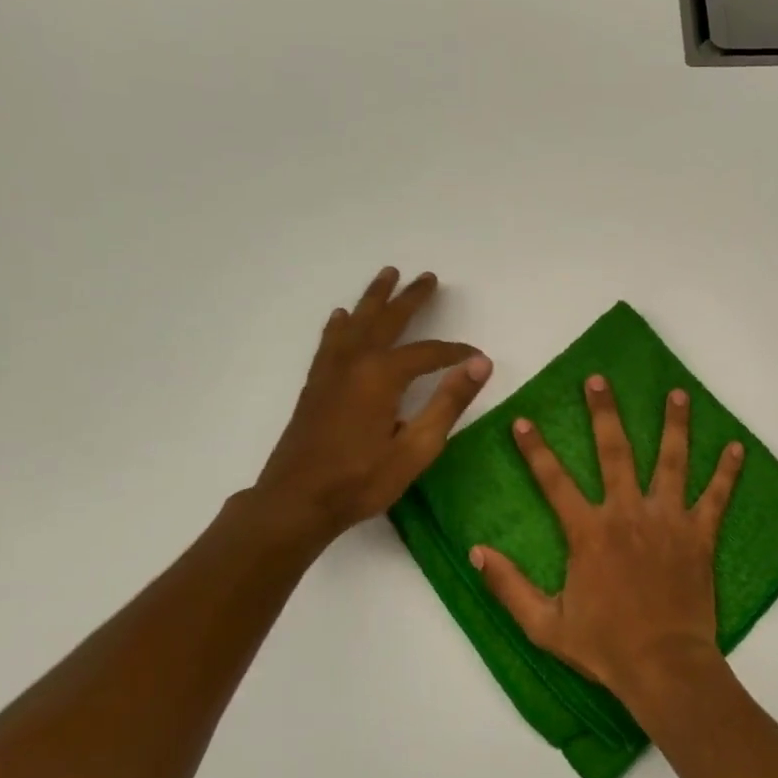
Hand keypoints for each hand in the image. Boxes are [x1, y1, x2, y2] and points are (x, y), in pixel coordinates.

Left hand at [249, 267, 490, 547]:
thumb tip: (480, 363)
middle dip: (411, 299)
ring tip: (387, 275)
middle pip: (388, 321)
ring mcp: (331, 371)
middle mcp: (355, 363)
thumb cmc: (362, 480)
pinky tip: (342, 316)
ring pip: (356, 322)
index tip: (478, 357)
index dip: (456, 352)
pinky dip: (341, 323)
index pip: (428, 353)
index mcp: (382, 376)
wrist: (296, 502)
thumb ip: (449, 402)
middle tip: (428, 277)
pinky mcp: (316, 385)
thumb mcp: (417, 448)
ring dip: (374, 298)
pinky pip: (331, 340)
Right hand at [471, 375, 744, 710]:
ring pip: (671, 461)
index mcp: (588, 533)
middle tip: (598, 379)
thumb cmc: (604, 647)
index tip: (523, 420)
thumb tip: (477, 552)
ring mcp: (668, 521)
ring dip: (673, 425)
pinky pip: (717, 497)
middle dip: (604, 413)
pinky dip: (727, 471)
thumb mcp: (544, 625)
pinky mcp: (700, 536)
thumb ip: (509, 586)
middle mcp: (628, 514)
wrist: (663, 667)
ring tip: (677, 393)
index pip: (554, 481)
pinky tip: (737, 446)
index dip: (535, 450)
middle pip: (615, 452)